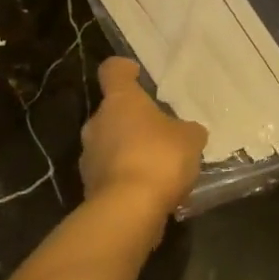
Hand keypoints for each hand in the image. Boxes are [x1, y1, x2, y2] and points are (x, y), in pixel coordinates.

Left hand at [79, 57, 206, 221]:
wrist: (127, 210)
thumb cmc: (158, 158)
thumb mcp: (189, 139)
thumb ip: (188, 130)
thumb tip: (188, 131)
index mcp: (119, 100)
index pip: (112, 70)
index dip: (124, 69)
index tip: (136, 73)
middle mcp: (97, 122)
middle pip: (112, 111)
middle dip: (132, 120)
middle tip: (158, 131)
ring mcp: (88, 156)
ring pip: (110, 144)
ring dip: (128, 150)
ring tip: (157, 166)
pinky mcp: (89, 186)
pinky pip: (110, 174)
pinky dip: (126, 178)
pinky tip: (148, 191)